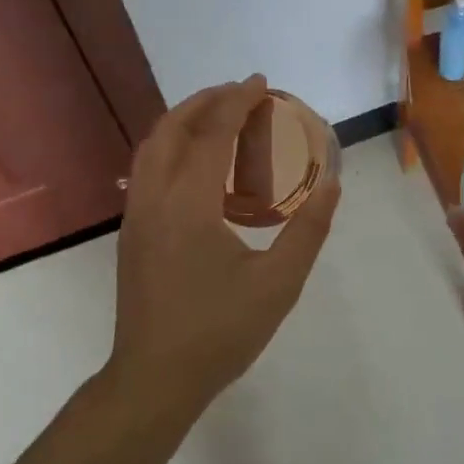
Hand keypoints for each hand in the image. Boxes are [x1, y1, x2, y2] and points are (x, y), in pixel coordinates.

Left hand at [111, 76, 340, 417]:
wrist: (153, 381)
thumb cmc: (219, 332)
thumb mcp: (278, 285)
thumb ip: (308, 231)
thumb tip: (332, 186)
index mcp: (188, 204)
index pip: (213, 134)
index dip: (237, 102)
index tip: (261, 83)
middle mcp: (154, 198)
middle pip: (171, 128)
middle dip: (206, 101)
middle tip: (240, 93)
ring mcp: (136, 215)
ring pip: (152, 146)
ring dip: (185, 121)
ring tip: (219, 117)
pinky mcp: (132, 231)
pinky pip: (148, 169)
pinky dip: (172, 146)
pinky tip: (199, 163)